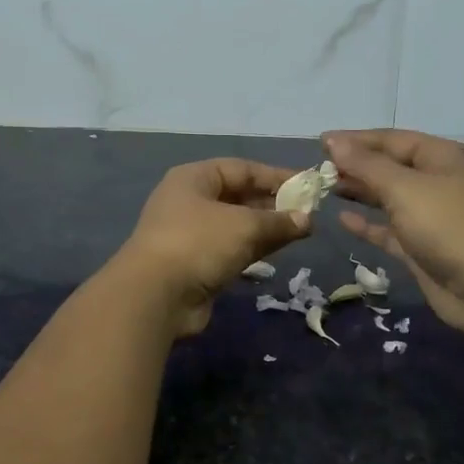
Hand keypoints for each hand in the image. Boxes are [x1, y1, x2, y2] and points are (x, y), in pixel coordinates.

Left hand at [113, 159, 311, 336]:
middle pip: (238, 196)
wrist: (156, 295)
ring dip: (266, 228)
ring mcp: (192, 235)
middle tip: (307, 213)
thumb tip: (306, 220)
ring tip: (301, 232)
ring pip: (237, 225)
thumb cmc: (199, 243)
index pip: (241, 168)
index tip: (306, 186)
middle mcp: (190, 202)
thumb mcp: (244, 225)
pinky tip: (279, 252)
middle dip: (272, 203)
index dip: (274, 175)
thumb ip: (278, 221)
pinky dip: (254, 248)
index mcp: (194, 179)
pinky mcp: (196, 264)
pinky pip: (232, 249)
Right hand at [323, 130, 463, 332]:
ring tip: (325, 189)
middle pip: (390, 167)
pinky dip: (368, 224)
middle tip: (318, 169)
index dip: (356, 140)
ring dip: (360, 192)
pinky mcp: (424, 248)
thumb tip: (333, 140)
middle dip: (356, 166)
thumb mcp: (403, 187)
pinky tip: (342, 220)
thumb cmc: (448, 224)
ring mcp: (432, 217)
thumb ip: (365, 164)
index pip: (392, 140)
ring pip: (389, 198)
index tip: (321, 142)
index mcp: (442, 157)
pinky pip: (390, 229)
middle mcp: (439, 182)